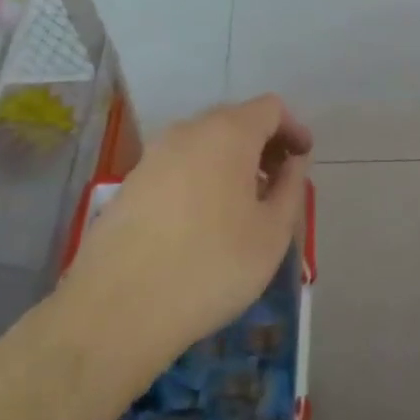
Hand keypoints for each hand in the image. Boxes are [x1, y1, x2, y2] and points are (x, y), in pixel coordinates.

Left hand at [61, 95, 310, 380]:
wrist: (116, 311)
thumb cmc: (211, 266)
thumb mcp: (272, 233)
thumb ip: (291, 187)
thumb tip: (292, 163)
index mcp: (227, 133)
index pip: (270, 108)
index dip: (293, 129)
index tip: (303, 160)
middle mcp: (187, 132)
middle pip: (235, 120)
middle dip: (262, 144)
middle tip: (278, 182)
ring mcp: (152, 156)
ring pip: (204, 143)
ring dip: (231, 161)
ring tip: (243, 205)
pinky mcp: (129, 184)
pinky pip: (178, 166)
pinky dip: (201, 177)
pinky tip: (203, 221)